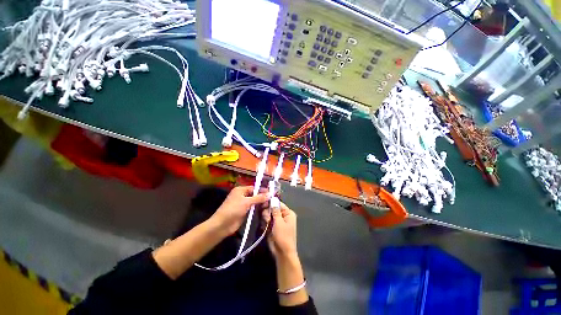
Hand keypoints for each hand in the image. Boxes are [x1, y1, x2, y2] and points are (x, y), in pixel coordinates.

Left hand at [210, 186, 269, 235]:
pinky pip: (253, 209)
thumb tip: (270, 194)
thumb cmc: (233, 209)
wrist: (222, 225)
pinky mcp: (244, 212)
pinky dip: (258, 209)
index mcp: (241, 190)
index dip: (262, 190)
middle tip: (272, 200)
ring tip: (270, 205)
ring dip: (261, 204)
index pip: (254, 188)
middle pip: (255, 195)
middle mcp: (242, 195)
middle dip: (263, 197)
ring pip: (255, 202)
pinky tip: (265, 210)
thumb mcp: (246, 202)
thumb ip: (259, 198)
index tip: (272, 193)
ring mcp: (243, 204)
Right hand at [263, 202, 297, 258]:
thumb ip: (275, 210)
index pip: (278, 203)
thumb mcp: (279, 222)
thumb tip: (273, 199)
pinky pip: (267, 220)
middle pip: (273, 208)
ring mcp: (278, 221)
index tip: (263, 203)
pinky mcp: (273, 226)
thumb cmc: (283, 236)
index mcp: (288, 213)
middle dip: (268, 212)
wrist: (282, 253)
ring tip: (267, 224)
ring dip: (266, 218)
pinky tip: (265, 227)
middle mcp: (283, 215)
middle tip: (267, 219)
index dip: (271, 203)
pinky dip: (265, 223)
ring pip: (269, 214)